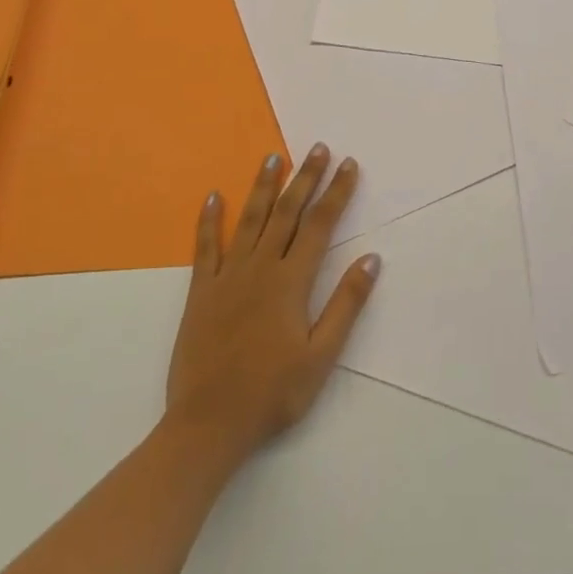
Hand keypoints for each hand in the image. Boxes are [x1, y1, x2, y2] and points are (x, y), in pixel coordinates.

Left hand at [162, 145, 380, 470]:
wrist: (207, 426)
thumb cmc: (272, 393)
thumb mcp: (321, 356)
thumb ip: (346, 304)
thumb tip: (372, 258)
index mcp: (291, 282)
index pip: (320, 225)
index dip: (337, 192)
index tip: (349, 165)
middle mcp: (260, 268)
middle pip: (287, 212)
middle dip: (305, 177)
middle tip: (318, 147)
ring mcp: (227, 277)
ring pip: (249, 220)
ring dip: (263, 186)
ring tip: (273, 157)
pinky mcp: (200, 292)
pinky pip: (205, 248)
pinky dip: (208, 220)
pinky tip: (212, 196)